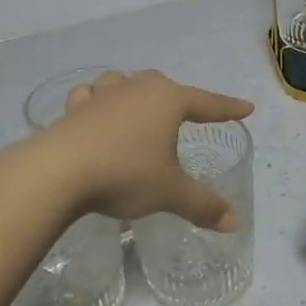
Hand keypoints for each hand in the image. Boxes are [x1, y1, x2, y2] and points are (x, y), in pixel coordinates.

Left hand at [38, 70, 253, 228]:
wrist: (59, 171)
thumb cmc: (125, 174)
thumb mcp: (169, 192)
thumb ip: (202, 205)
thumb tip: (234, 223)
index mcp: (167, 101)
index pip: (207, 102)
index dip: (227, 108)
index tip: (246, 108)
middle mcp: (137, 89)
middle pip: (163, 85)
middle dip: (177, 98)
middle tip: (184, 115)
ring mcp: (102, 96)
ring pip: (123, 82)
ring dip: (133, 91)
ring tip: (136, 106)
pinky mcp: (74, 109)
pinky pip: (90, 97)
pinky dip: (96, 102)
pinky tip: (93, 112)